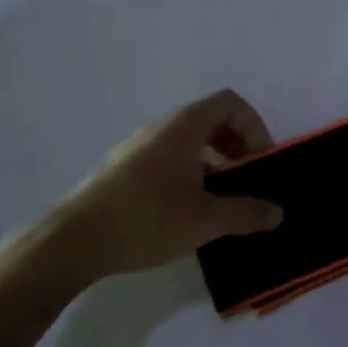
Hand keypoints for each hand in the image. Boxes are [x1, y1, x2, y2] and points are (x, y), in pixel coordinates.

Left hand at [10, 89, 285, 293]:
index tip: (261, 159)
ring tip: (220, 199)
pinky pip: (165, 159)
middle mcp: (160, 128)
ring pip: (186, 142)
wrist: (70, 244)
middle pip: (210, 120)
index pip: (230, 103)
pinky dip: (187, 173)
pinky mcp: (119, 171)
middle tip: (248, 178)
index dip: (254, 125)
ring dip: (213, 162)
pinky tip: (185, 211)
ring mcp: (135, 148)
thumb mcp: (207, 220)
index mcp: (184, 126)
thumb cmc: (147, 219)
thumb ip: (247, 213)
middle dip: (237, 145)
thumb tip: (278, 213)